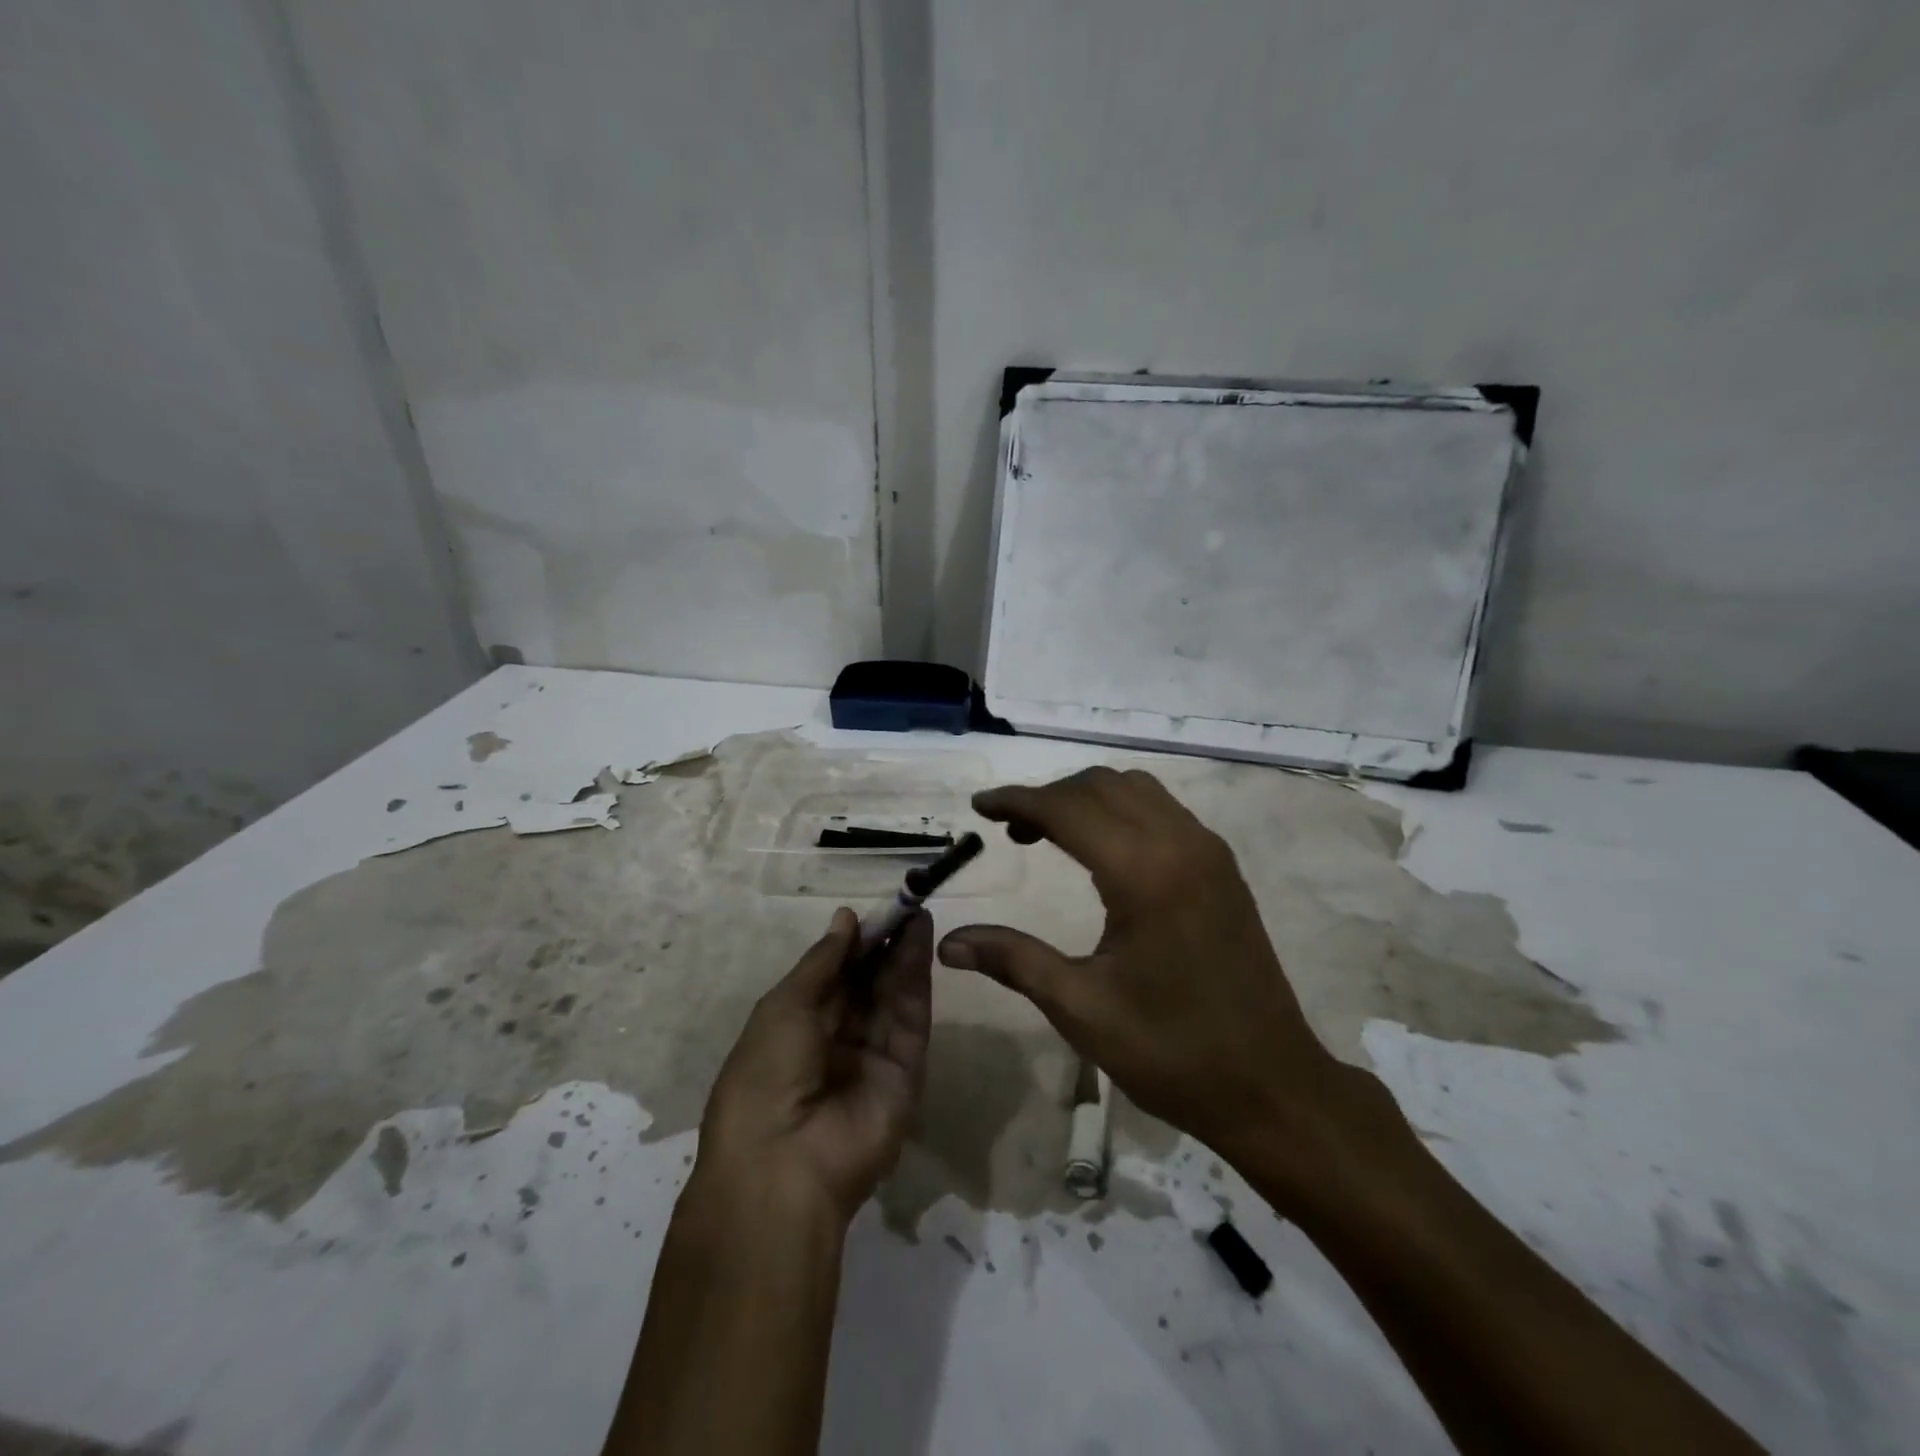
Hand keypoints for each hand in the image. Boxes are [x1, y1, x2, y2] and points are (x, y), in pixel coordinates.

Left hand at [696, 908, 932, 1224]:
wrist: (784, 1165)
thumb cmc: (765, 1076)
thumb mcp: (784, 1007)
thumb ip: (822, 962)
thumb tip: (846, 919)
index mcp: (797, 1028)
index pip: (833, 977)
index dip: (853, 944)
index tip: (874, 911)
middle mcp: (837, 1041)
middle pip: (867, 984)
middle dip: (883, 945)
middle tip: (904, 905)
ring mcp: (873, 1058)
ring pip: (892, 996)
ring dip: (903, 954)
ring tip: (916, 913)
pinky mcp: (906, 1073)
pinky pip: (911, 1019)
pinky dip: (917, 979)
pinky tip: (920, 942)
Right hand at [937, 767, 1370, 1198]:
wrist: (1272, 1087)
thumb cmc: (1171, 1052)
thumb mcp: (1081, 1008)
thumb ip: (1013, 960)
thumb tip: (948, 942)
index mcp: (1144, 873)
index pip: (1067, 809)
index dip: (1017, 800)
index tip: (978, 805)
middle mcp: (1180, 843)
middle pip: (1101, 785)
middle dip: (1048, 795)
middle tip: (1008, 828)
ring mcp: (1208, 851)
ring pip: (1135, 790)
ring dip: (1086, 798)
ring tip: (1048, 833)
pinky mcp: (1222, 867)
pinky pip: (1162, 810)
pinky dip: (1120, 810)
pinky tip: (1101, 849)